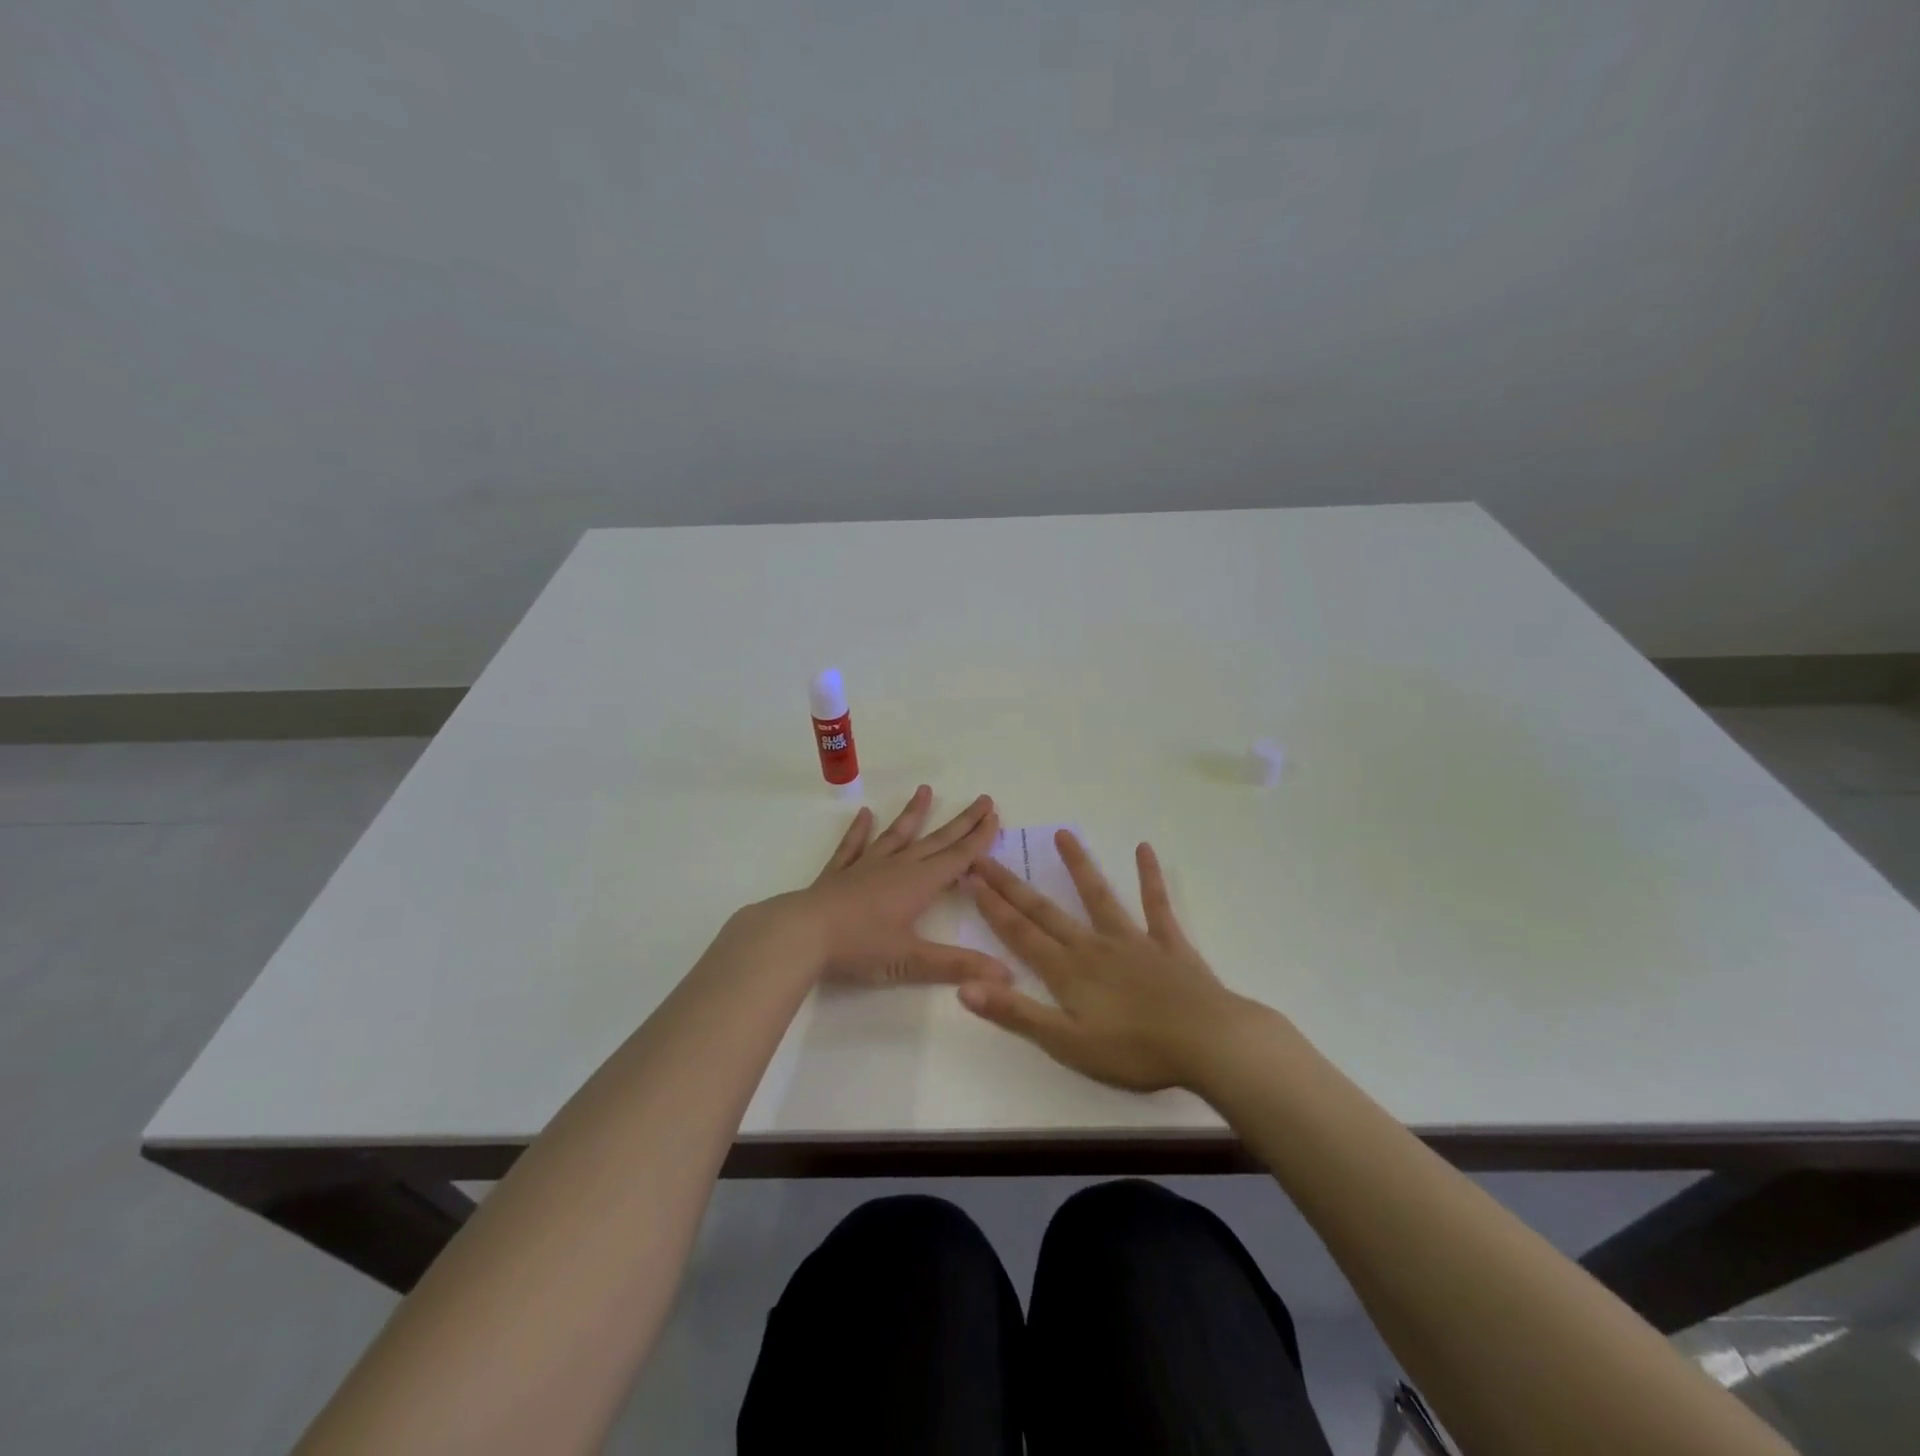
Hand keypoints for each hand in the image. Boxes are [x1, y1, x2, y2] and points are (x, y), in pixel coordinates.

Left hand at [774, 786, 1010, 986]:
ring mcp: (866, 866)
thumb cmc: (859, 946)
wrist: (802, 934)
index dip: (979, 838)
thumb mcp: (911, 961)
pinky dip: (860, 830)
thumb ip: (957, 965)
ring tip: (925, 790)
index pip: (957, 858)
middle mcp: (897, 867)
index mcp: (919, 884)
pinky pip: (853, 846)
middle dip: (961, 822)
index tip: (994, 815)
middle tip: (982, 799)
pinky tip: (865, 814)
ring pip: (896, 835)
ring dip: (913, 814)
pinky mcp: (838, 873)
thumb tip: (1006, 976)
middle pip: (936, 840)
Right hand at [958, 832, 1242, 1090]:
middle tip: (988, 855)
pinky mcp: (1168, 943)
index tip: (971, 876)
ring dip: (1078, 865)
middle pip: (1045, 910)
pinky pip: (1156, 904)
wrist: (1207, 1043)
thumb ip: (1016, 1013)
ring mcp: (1133, 940)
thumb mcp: (1066, 1043)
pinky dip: (1149, 877)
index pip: (1020, 933)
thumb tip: (964, 986)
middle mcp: (1093, 946)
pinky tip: (1145, 849)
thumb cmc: (1134, 1051)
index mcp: (1067, 971)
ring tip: (1063, 833)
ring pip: (1098, 896)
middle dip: (1013, 884)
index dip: (992, 906)